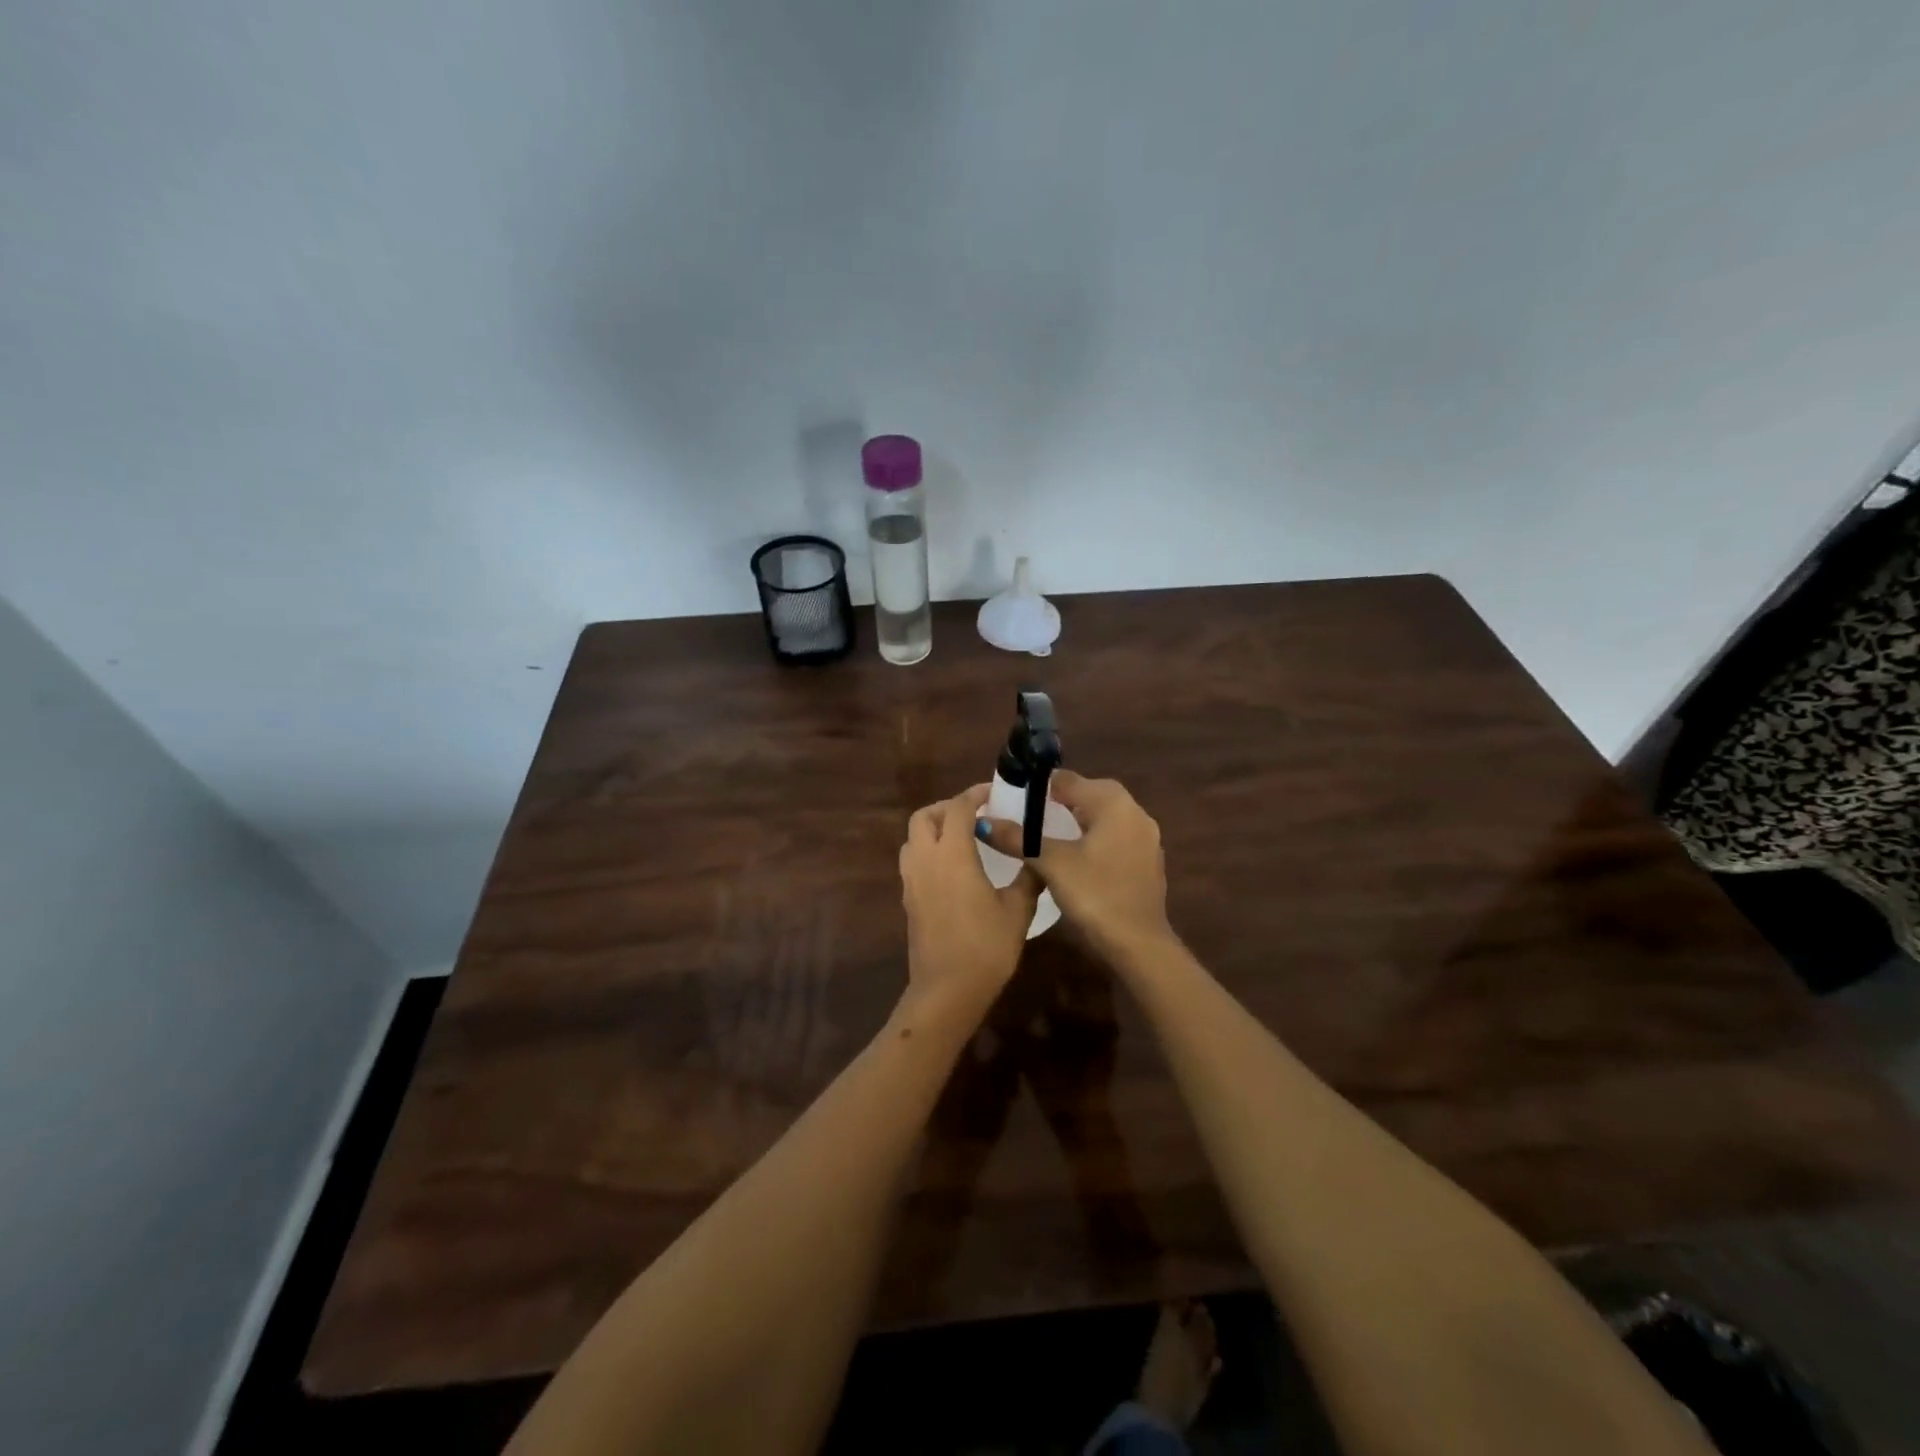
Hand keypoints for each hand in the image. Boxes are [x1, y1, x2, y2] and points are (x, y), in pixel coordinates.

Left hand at [898, 785, 1041, 1021]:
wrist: (947, 990)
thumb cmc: (986, 947)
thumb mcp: (1018, 910)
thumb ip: (1027, 877)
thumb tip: (1037, 857)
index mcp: (952, 855)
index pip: (957, 808)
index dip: (974, 794)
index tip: (994, 794)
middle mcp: (926, 860)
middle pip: (924, 816)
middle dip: (947, 808)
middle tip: (974, 814)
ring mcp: (912, 881)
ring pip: (913, 839)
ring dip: (933, 829)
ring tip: (962, 839)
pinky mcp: (908, 900)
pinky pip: (912, 861)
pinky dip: (928, 852)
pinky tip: (953, 869)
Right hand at [979, 771, 1172, 957]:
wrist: (1139, 946)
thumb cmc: (1095, 895)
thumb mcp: (1051, 863)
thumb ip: (1019, 838)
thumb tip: (983, 822)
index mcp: (1113, 802)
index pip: (1068, 779)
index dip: (1038, 786)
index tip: (1012, 798)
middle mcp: (1134, 812)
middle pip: (1087, 795)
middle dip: (1056, 803)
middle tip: (1024, 817)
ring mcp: (1145, 839)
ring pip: (1101, 819)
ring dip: (1074, 823)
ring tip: (1042, 838)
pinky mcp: (1147, 863)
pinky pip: (1112, 840)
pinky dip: (1091, 842)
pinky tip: (1071, 861)